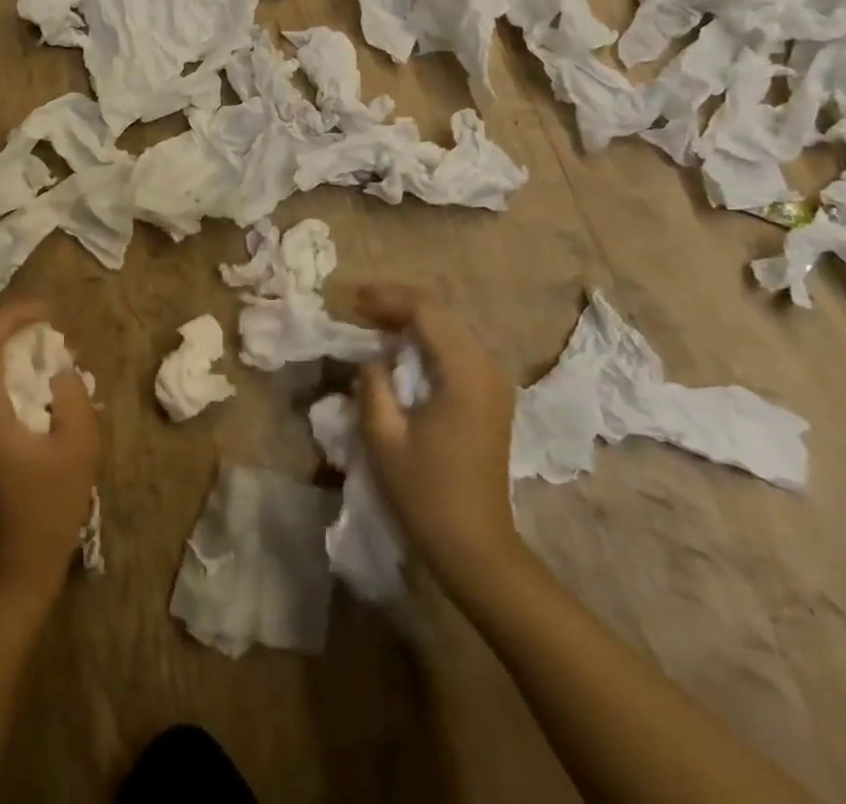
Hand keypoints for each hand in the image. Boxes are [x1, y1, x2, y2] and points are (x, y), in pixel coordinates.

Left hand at [0, 299, 101, 606]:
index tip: (46, 312)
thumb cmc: (48, 510)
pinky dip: (21, 382)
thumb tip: (61, 371)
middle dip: (18, 333)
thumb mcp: (78, 448)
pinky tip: (53, 393)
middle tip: (56, 333)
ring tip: (60, 357)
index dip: (11, 317)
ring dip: (20, 358)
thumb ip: (73, 398)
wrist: (17, 573)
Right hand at [356, 284, 525, 599]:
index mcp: (465, 373)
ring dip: (411, 323)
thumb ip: (373, 383)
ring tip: (373, 325)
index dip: (387, 298)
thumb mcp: (384, 437)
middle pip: (440, 314)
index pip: (426, 310)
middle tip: (357, 310)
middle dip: (397, 306)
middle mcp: (487, 367)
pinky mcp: (491, 397)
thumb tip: (374, 357)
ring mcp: (494, 382)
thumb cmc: (426, 494)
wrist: (476, 548)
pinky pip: (455, 351)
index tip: (352, 300)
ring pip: (448, 330)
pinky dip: (426, 343)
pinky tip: (400, 352)